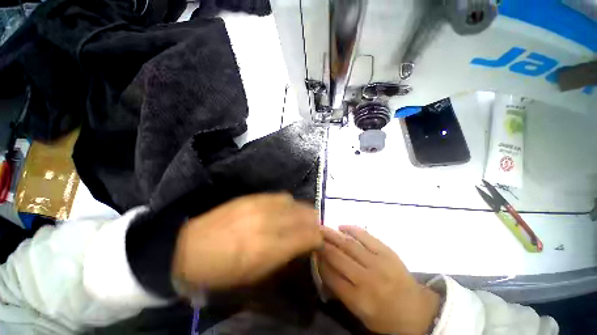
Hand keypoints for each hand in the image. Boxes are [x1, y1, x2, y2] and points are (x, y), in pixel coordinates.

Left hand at [173, 193, 321, 290]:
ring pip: (295, 202)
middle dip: (314, 222)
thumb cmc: (224, 271)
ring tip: (302, 218)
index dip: (318, 238)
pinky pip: (281, 196)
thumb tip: (303, 245)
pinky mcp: (254, 196)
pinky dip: (289, 203)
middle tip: (314, 228)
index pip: (308, 236)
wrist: (191, 247)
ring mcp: (261, 206)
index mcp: (270, 248)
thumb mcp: (256, 275)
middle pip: (305, 215)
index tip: (319, 241)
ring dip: (303, 211)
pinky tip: (286, 209)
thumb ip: (285, 257)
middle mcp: (269, 222)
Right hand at [317, 226, 439, 334]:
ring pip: (349, 245)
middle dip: (322, 244)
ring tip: (321, 227)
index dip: (319, 262)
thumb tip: (324, 267)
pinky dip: (352, 229)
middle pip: (338, 257)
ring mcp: (378, 263)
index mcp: (359, 300)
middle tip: (312, 234)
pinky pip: (366, 236)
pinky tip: (341, 226)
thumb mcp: (361, 314)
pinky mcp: (387, 252)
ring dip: (333, 234)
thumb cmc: (387, 318)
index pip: (331, 276)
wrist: (419, 311)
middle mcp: (366, 280)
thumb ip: (341, 291)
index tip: (312, 251)